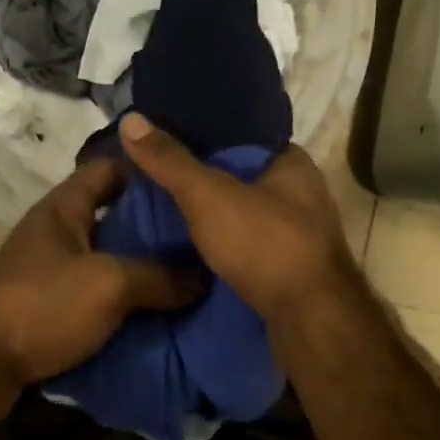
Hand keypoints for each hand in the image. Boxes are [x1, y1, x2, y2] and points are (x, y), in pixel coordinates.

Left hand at [0, 155, 199, 384]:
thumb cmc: (42, 304)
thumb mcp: (109, 284)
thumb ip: (160, 276)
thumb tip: (206, 276)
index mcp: (64, 207)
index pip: (110, 168)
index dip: (148, 171)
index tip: (189, 186)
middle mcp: (57, 232)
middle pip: (115, 217)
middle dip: (156, 228)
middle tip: (201, 238)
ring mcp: (52, 271)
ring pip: (109, 259)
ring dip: (144, 269)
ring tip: (191, 277)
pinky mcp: (51, 307)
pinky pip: (98, 294)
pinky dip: (126, 301)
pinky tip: (160, 312)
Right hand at [117, 113, 355, 322]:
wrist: (309, 320)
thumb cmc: (265, 244)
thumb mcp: (209, 196)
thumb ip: (171, 161)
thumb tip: (130, 119)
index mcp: (291, 162)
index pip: (240, 135)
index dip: (201, 133)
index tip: (162, 137)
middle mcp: (300, 192)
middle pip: (238, 175)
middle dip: (200, 177)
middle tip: (152, 175)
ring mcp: (297, 232)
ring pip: (240, 212)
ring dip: (209, 214)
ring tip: (160, 208)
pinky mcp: (288, 267)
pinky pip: (245, 243)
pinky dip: (219, 243)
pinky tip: (187, 246)